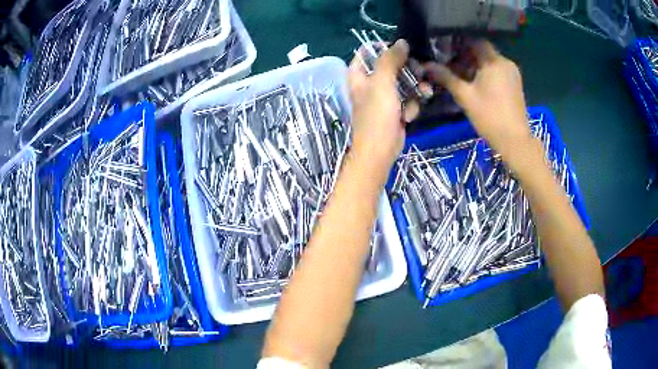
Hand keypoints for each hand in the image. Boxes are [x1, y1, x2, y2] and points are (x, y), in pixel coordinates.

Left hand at [348, 39, 413, 170]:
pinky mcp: (395, 110)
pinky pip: (407, 99)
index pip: (366, 53)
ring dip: (414, 89)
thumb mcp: (382, 82)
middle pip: (390, 66)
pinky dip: (410, 106)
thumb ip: (390, 60)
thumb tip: (401, 41)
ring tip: (423, 93)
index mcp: (358, 75)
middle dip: (407, 70)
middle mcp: (369, 84)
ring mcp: (383, 97)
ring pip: (403, 83)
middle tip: (419, 70)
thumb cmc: (376, 115)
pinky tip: (409, 115)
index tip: (402, 49)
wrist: (380, 150)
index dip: (383, 48)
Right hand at [424, 41, 533, 168]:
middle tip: (449, 63)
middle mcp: (505, 62)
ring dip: (474, 64)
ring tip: (460, 75)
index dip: (458, 42)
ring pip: (489, 61)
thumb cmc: (490, 117)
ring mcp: (512, 73)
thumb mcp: (465, 96)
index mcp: (494, 61)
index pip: (474, 40)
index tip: (444, 48)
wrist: (515, 141)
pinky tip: (475, 83)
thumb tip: (426, 65)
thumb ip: (446, 77)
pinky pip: (497, 70)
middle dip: (465, 55)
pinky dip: (485, 72)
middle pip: (482, 50)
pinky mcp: (515, 83)